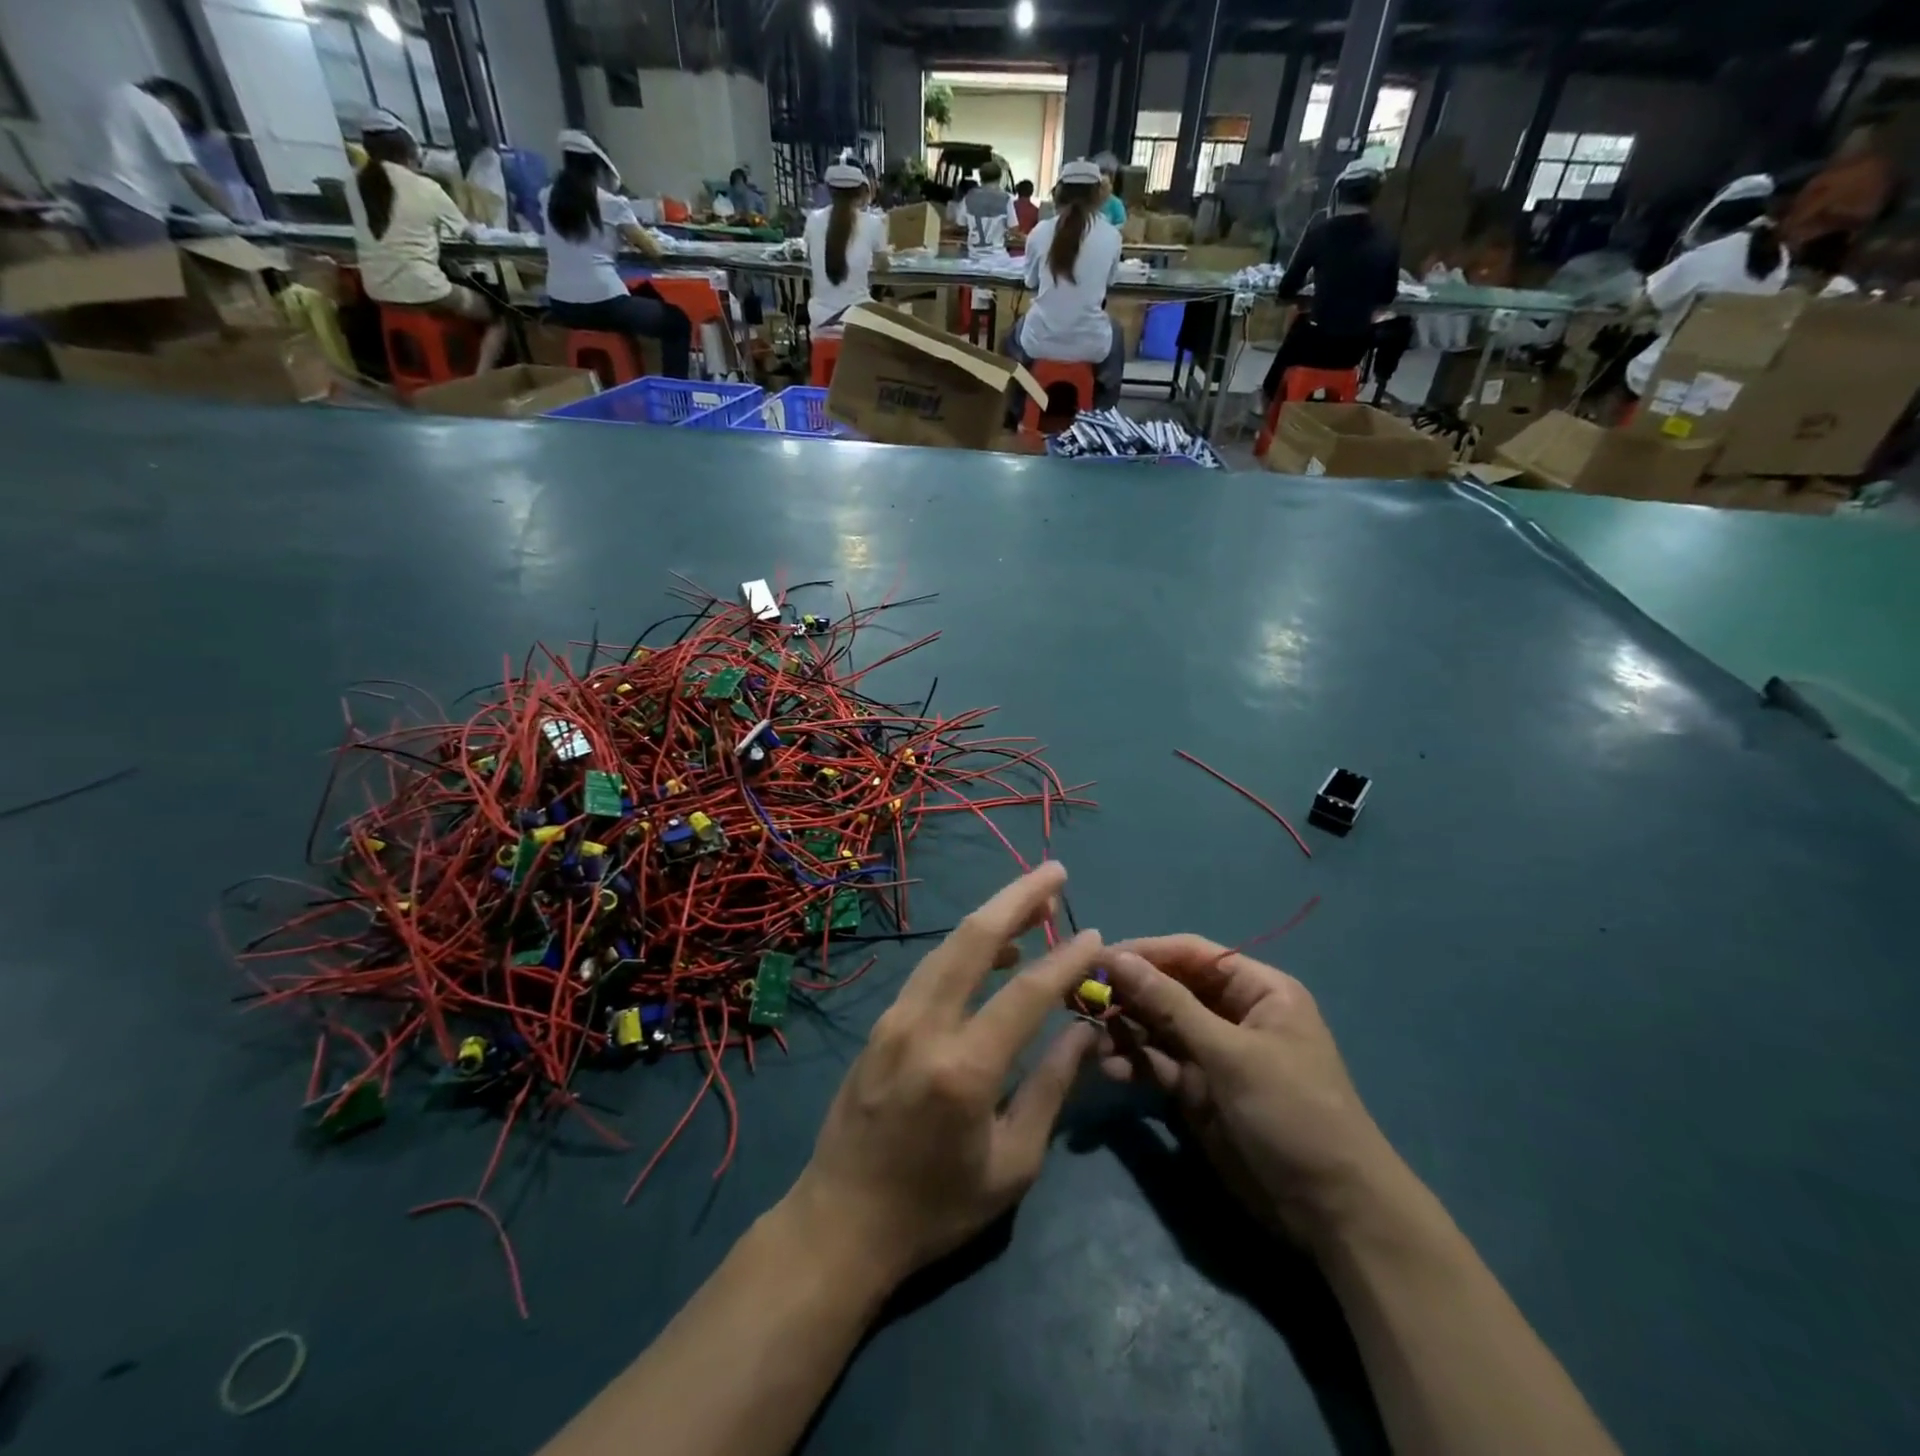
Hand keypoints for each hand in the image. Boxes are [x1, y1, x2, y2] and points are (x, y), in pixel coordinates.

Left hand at [789, 863, 1100, 1284]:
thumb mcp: (1012, 1164)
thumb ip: (1050, 1088)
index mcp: (964, 1068)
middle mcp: (924, 1026)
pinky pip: (930, 969)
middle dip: (1017, 897)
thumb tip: (1084, 1030)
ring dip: (991, 916)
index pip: (1026, 992)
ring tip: (1033, 903)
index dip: (1065, 957)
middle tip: (1054, 871)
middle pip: (974, 939)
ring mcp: (895, 1018)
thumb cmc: (936, 1207)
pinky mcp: (881, 1022)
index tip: (1095, 933)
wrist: (841, 1222)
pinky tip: (992, 952)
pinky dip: (965, 949)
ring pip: (947, 945)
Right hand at [1099, 937, 1398, 1244]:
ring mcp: (1215, 1053)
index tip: (1097, 958)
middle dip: (1129, 992)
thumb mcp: (1230, 1054)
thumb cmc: (1292, 1113)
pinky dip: (1135, 1062)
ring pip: (1158, 1026)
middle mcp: (1233, 1014)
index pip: (1191, 954)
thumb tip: (1118, 957)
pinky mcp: (1200, 1090)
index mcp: (1257, 990)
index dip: (1145, 952)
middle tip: (1082, 998)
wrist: (1332, 1213)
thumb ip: (1170, 1005)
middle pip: (1170, 988)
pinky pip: (1159, 1063)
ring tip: (1093, 1039)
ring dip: (1126, 1029)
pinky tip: (1112, 1070)